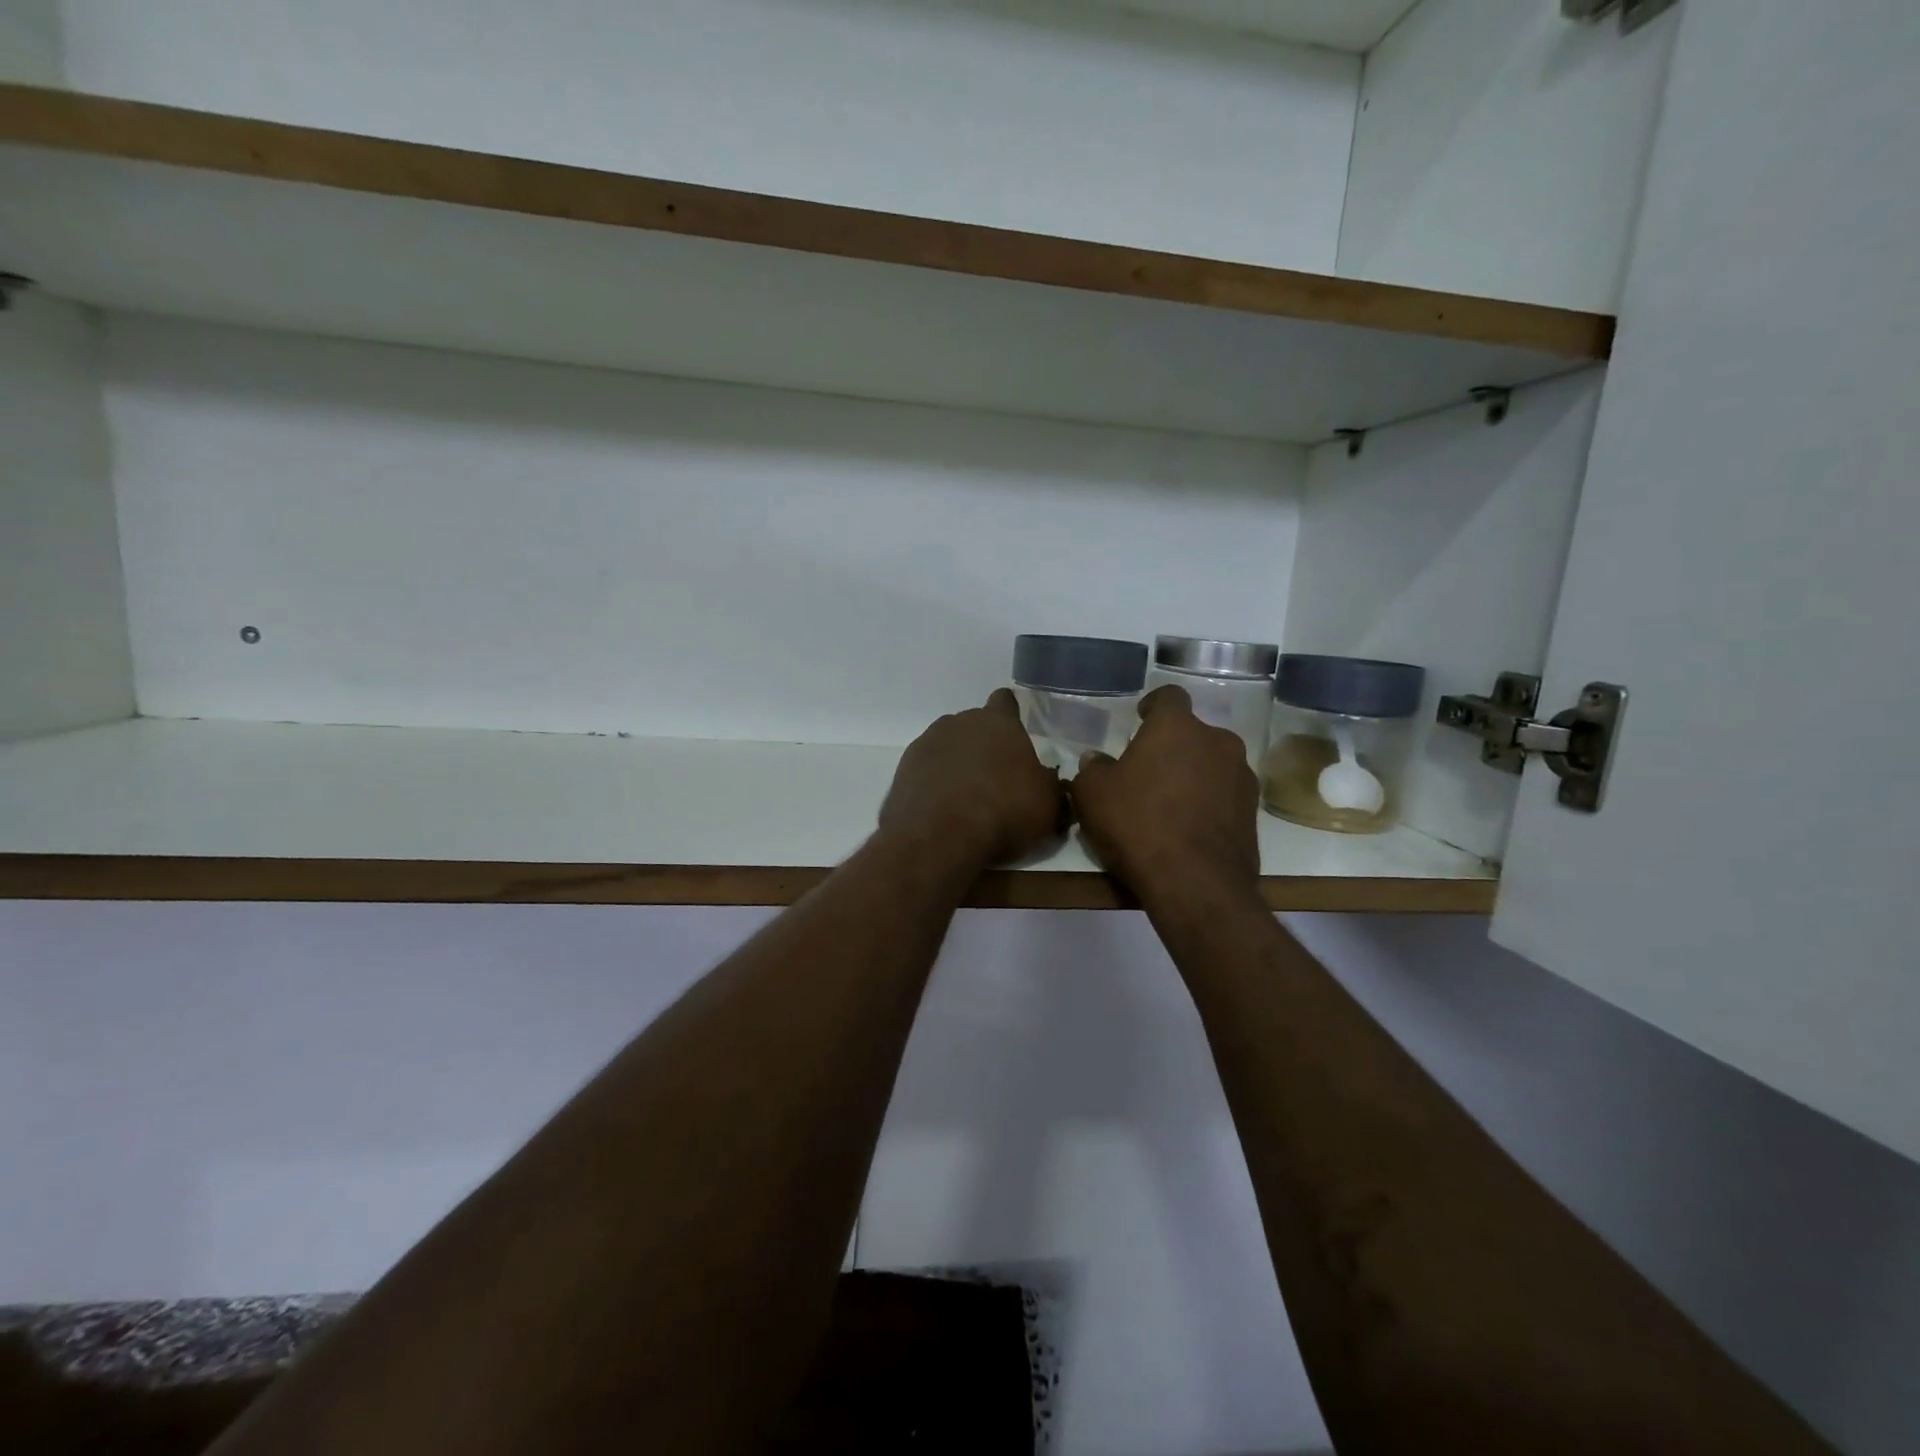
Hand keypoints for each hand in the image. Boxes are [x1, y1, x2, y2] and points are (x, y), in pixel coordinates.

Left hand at [880, 689, 1066, 867]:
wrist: (940, 837)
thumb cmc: (1004, 811)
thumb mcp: (1048, 805)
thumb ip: (1051, 786)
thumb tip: (1050, 781)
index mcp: (997, 722)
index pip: (1005, 701)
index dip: (1011, 714)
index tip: (1015, 733)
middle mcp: (958, 723)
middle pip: (973, 725)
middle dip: (984, 744)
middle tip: (997, 777)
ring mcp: (926, 744)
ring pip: (947, 746)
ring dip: (957, 763)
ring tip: (968, 798)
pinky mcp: (902, 770)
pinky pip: (926, 771)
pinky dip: (934, 784)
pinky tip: (943, 810)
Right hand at [1072, 685, 1260, 904]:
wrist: (1195, 882)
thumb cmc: (1137, 824)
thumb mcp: (1093, 795)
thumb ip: (1093, 769)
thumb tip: (1096, 760)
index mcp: (1177, 727)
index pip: (1169, 696)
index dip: (1153, 705)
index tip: (1141, 718)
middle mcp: (1217, 742)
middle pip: (1193, 734)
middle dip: (1173, 747)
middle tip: (1148, 771)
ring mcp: (1241, 777)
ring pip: (1212, 765)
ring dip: (1193, 775)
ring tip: (1169, 804)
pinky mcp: (1253, 813)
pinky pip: (1224, 797)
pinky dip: (1208, 804)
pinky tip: (1188, 828)